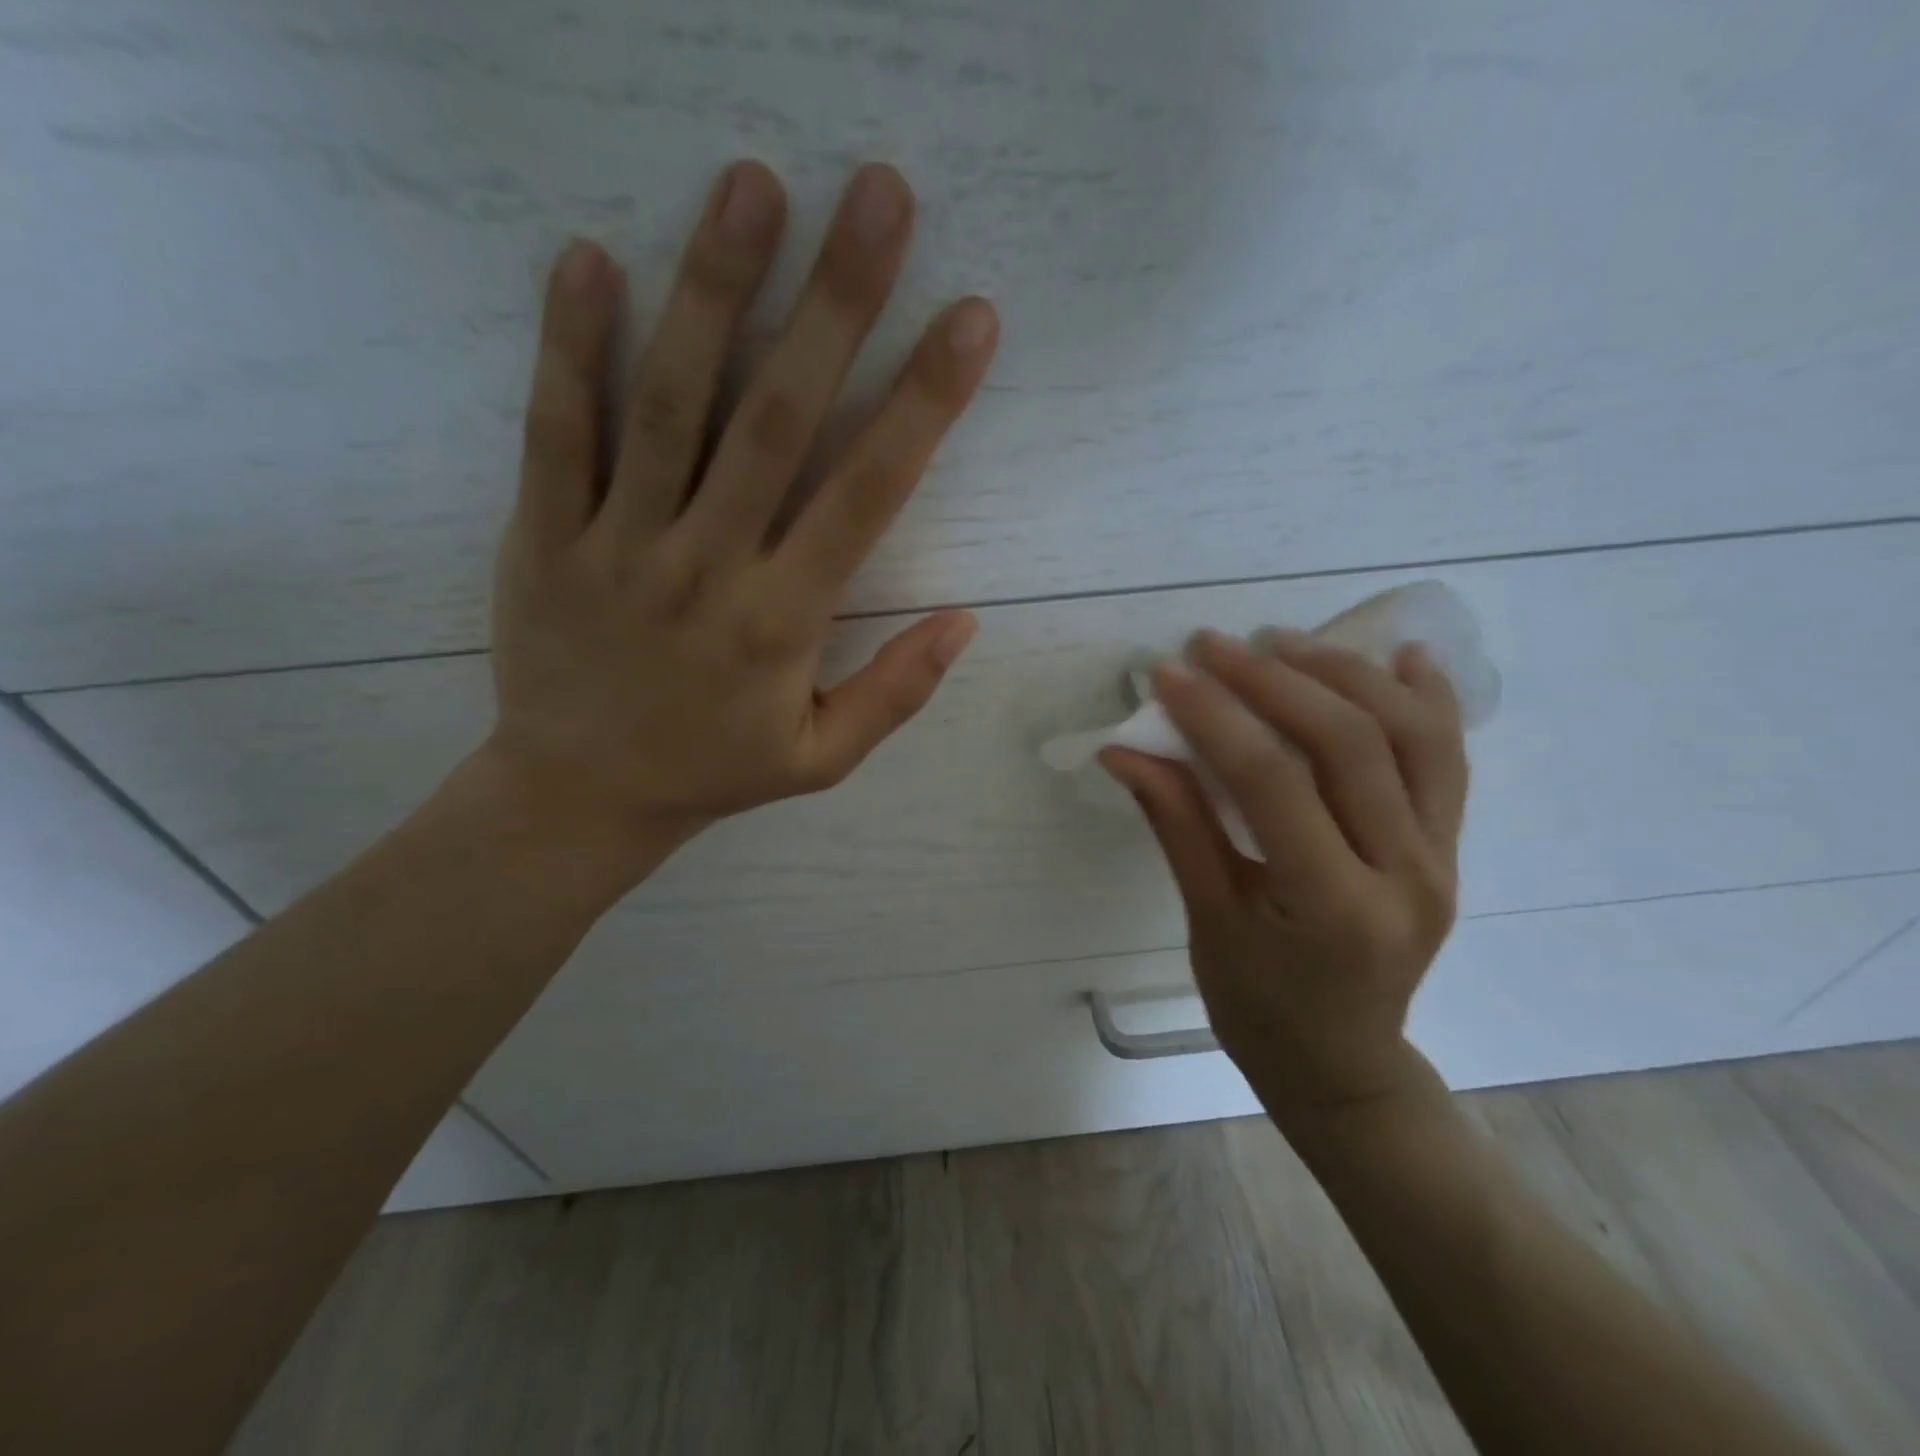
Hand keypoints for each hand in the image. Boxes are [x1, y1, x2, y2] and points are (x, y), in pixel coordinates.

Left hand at [482, 160, 998, 863]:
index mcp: (781, 622)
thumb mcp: (822, 759)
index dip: (923, 403)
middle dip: (835, 304)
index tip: (969, 318)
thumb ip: (896, 692)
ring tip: (751, 186)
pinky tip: (589, 258)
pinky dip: (568, 344)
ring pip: (669, 405)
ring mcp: (617, 545)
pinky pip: (555, 431)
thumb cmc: (712, 772)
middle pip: (778, 421)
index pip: (867, 495)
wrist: (579, 796)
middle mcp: (706, 567)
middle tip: (878, 195)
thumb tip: (965, 620)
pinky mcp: (542, 536)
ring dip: (713, 291)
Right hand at [1103, 630, 1467, 1123]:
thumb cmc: (1260, 1008)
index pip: (1272, 782)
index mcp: (1334, 906)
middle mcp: (1405, 874)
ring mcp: (1441, 858)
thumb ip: (1176, 825)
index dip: (1215, 717)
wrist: (1343, 1063)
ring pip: (1410, 736)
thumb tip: (1124, 751)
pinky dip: (1427, 700)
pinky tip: (1403, 656)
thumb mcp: (1208, 920)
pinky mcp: (1450, 849)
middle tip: (1212, 646)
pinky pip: (1447, 759)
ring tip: (1283, 641)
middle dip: (1272, 680)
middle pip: (1348, 743)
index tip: (1168, 673)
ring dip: (1344, 675)